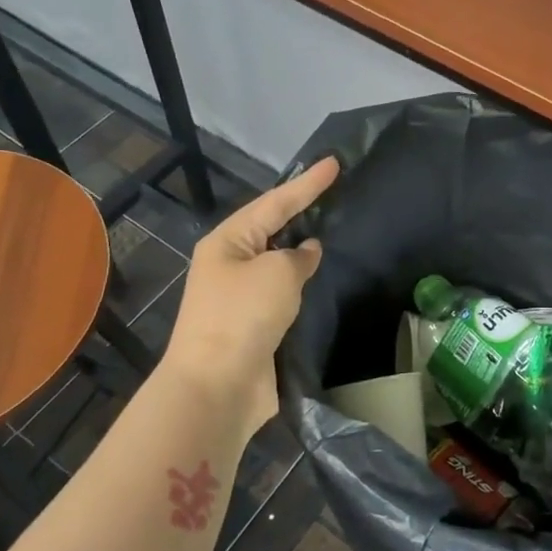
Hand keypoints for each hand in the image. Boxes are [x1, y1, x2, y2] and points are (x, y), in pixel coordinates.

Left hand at [161, 156, 340, 441]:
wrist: (217, 387)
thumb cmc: (243, 317)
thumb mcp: (277, 273)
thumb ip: (298, 256)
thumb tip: (307, 252)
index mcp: (227, 242)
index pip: (275, 202)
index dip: (307, 183)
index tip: (334, 163)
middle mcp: (230, 264)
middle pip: (272, 228)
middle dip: (301, 210)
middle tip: (334, 192)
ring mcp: (240, 297)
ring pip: (278, 262)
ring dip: (302, 249)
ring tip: (333, 229)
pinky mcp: (255, 326)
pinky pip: (283, 293)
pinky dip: (302, 284)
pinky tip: (322, 279)